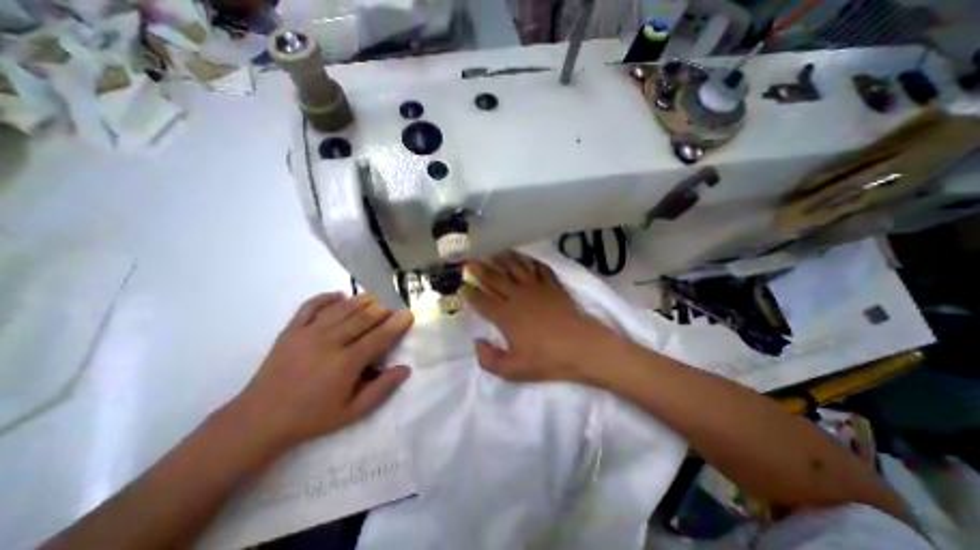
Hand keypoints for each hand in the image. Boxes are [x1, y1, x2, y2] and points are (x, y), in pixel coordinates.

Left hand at [230, 295, 411, 452]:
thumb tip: (405, 369)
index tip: (408, 314)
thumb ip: (382, 389)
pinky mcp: (291, 331)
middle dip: (381, 311)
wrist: (258, 421)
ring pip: (341, 309)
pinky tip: (339, 295)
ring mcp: (308, 333)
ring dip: (361, 301)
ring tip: (374, 299)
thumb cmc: (311, 418)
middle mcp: (329, 342)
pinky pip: (310, 306)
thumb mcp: (353, 412)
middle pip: (363, 319)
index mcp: (346, 363)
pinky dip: (326, 297)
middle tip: (392, 309)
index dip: (396, 325)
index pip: (379, 337)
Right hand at [464, 252, 613, 381]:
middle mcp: (517, 296)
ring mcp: (536, 288)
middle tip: (469, 259)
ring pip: (515, 267)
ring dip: (502, 258)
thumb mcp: (514, 370)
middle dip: (479, 268)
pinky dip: (531, 261)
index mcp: (506, 315)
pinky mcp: (552, 286)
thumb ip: (489, 360)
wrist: (582, 348)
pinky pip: (539, 268)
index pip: (481, 300)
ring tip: (493, 251)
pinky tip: (526, 258)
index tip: (460, 285)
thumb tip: (477, 343)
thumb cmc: (547, 360)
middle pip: (494, 278)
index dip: (469, 292)